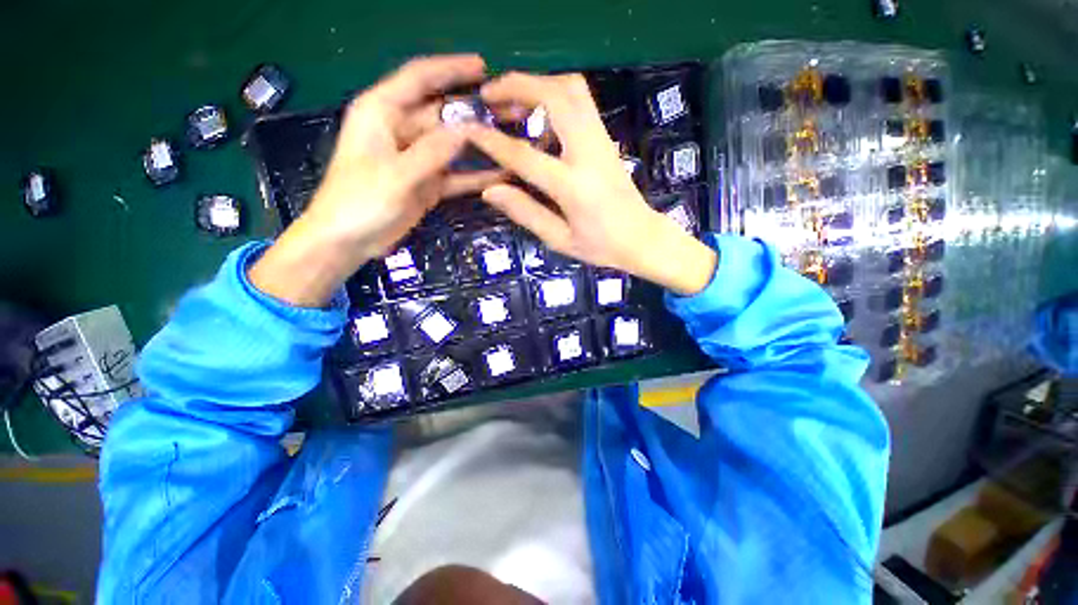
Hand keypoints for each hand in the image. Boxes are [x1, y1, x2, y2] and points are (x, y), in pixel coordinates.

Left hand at [250, 55, 499, 306]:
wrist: (348, 241)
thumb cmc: (359, 202)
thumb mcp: (395, 175)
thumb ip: (431, 152)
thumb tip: (467, 131)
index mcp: (382, 112)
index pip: (419, 78)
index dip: (450, 69)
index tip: (482, 66)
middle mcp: (401, 130)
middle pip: (443, 113)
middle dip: (474, 112)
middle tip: (509, 111)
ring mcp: (417, 159)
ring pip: (453, 145)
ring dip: (479, 145)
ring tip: (510, 140)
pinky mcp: (427, 183)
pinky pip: (455, 175)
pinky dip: (474, 176)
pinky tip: (499, 176)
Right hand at [463, 73, 716, 295]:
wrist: (641, 237)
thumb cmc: (601, 246)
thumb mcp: (560, 239)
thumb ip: (525, 212)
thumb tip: (490, 190)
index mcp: (573, 186)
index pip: (525, 156)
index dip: (493, 141)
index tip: (468, 129)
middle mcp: (589, 153)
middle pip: (555, 96)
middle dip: (517, 86)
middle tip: (489, 96)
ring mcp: (602, 140)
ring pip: (571, 89)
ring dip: (537, 85)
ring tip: (511, 102)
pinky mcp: (607, 138)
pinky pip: (580, 101)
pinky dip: (554, 95)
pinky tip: (538, 117)